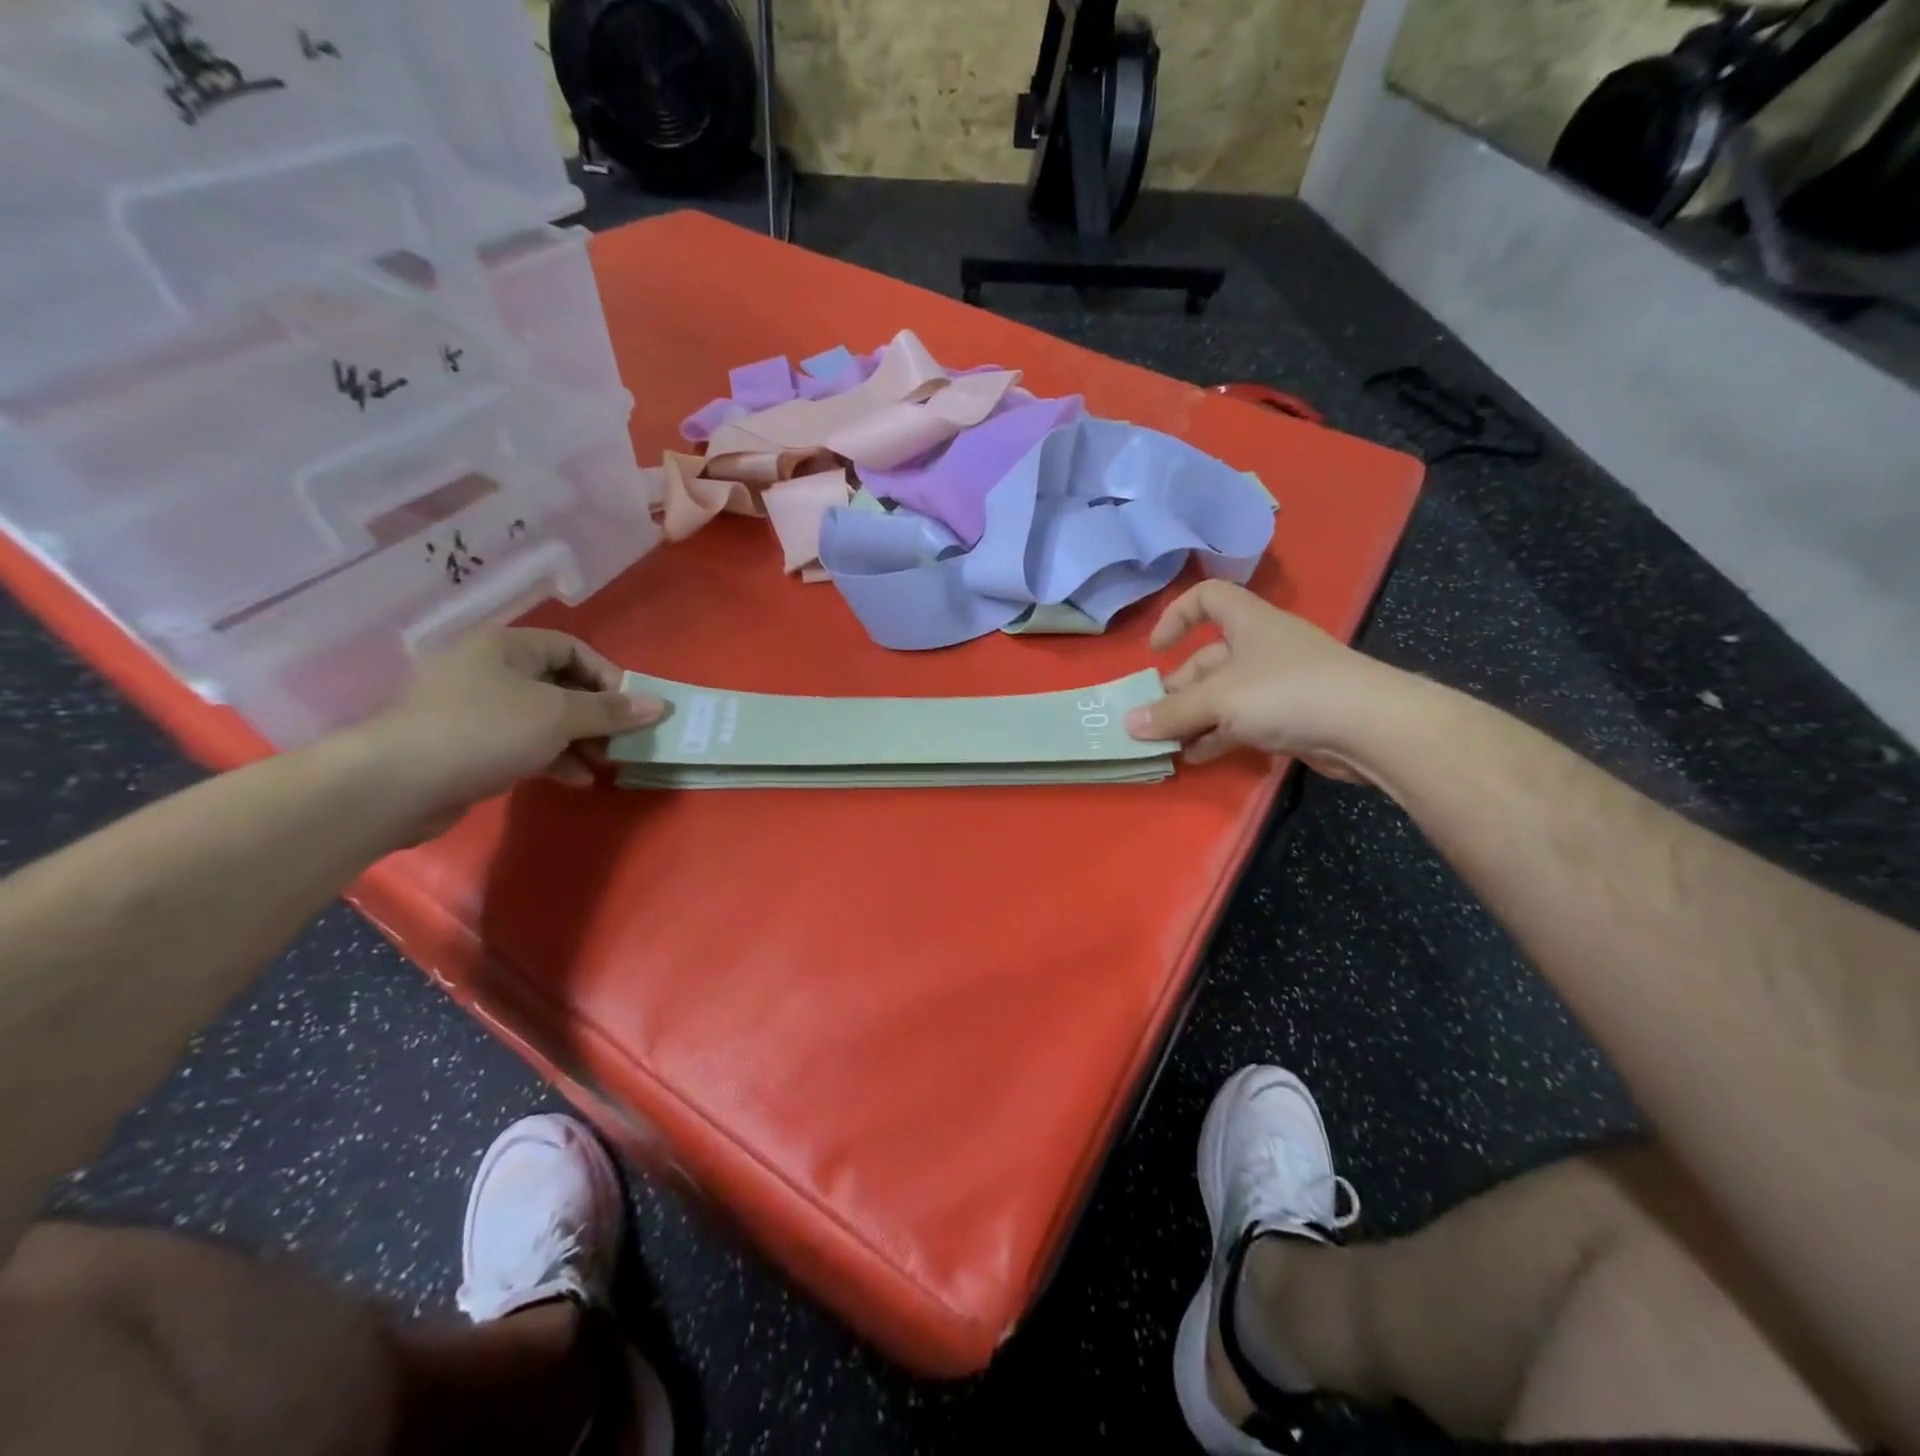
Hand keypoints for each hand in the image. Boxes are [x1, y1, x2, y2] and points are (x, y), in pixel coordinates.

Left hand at [358, 629, 665, 826]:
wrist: (396, 784)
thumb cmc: (485, 731)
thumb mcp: (558, 715)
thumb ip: (610, 710)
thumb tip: (659, 705)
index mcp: (507, 647)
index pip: (573, 649)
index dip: (609, 677)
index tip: (633, 709)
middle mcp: (491, 670)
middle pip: (561, 685)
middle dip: (597, 715)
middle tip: (624, 741)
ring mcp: (477, 709)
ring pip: (545, 718)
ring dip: (580, 740)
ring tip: (606, 764)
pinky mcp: (469, 746)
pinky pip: (524, 743)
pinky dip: (554, 757)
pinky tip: (576, 779)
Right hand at [1124, 581, 1410, 776]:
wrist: (1368, 727)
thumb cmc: (1285, 692)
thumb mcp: (1218, 700)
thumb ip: (1171, 713)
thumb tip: (1129, 724)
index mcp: (1248, 622)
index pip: (1207, 597)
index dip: (1176, 616)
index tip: (1157, 650)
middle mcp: (1262, 647)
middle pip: (1208, 658)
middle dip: (1177, 689)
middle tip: (1150, 719)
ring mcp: (1278, 683)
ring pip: (1223, 696)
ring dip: (1193, 719)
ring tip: (1165, 745)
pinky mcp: (1290, 717)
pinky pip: (1242, 722)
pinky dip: (1217, 737)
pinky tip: (1196, 757)